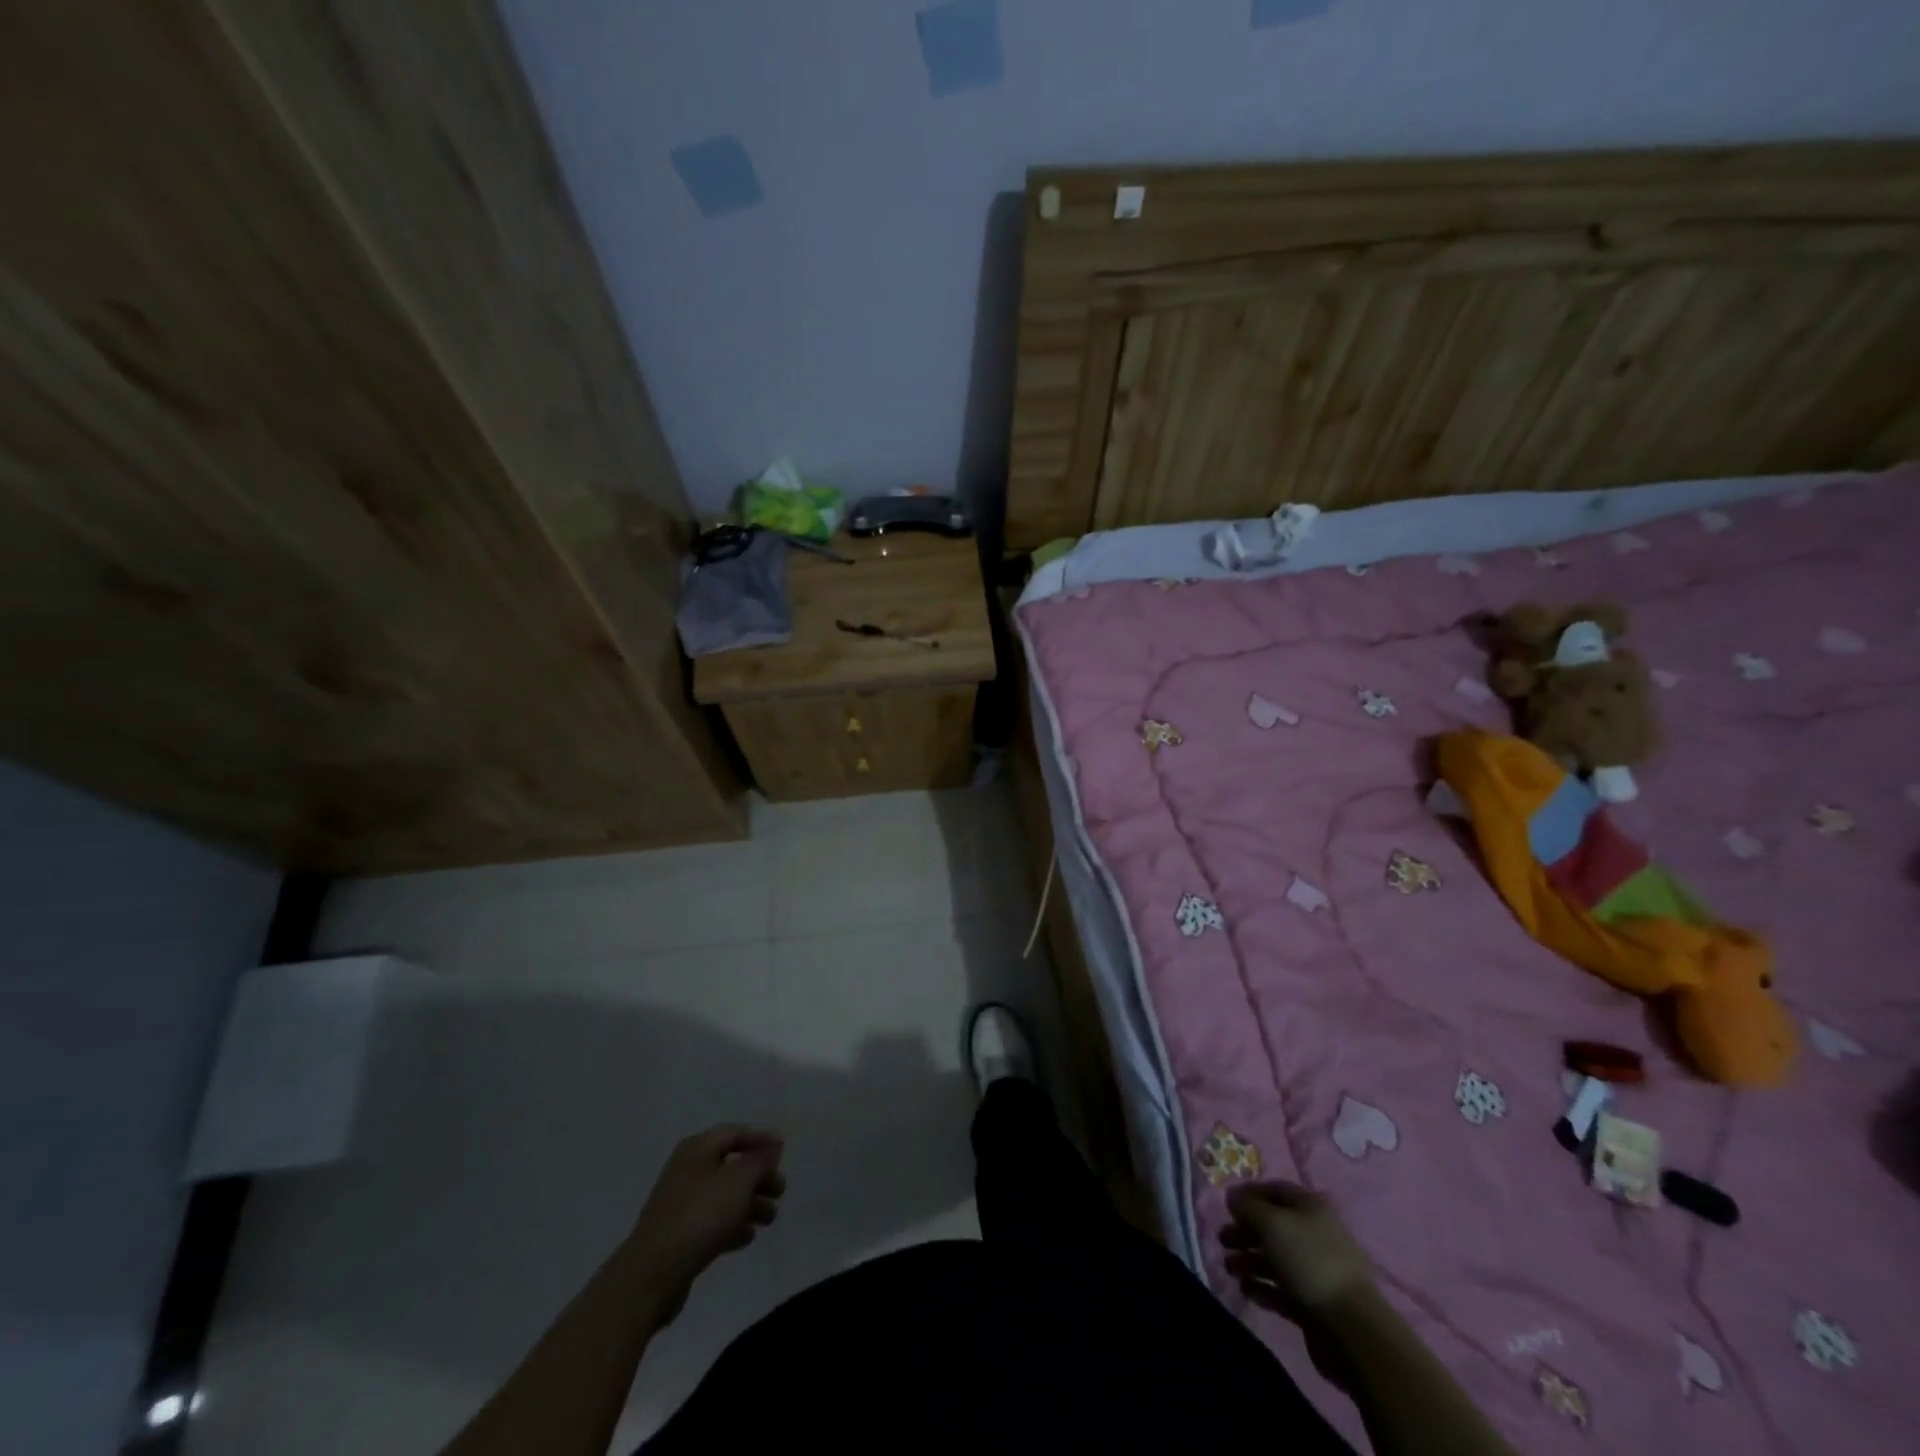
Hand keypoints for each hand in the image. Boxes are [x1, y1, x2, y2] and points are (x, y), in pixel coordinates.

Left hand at [625, 1126, 785, 1325]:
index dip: (760, 1138)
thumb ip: (760, 1160)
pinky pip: (713, 1222)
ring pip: (724, 1196)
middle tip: (780, 1190)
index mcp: (697, 1149)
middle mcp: (688, 1170)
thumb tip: (772, 1145)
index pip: (734, 1133)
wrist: (654, 1273)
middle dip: (759, 1176)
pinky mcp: (679, 1235)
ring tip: (770, 1219)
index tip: (784, 1149)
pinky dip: (732, 1225)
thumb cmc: (700, 1214)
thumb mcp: (739, 1180)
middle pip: (731, 1166)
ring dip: (750, 1204)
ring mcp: (681, 1204)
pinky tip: (748, 1237)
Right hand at [1221, 1181, 1374, 1324]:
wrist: (1351, 1328)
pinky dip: (1262, 1287)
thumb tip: (1232, 1195)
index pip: (1275, 1190)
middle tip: (1222, 1240)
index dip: (1249, 1194)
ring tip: (1229, 1267)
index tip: (1226, 1205)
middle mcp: (1314, 1235)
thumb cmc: (1309, 1261)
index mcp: (1311, 1208)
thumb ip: (1247, 1206)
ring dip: (1249, 1260)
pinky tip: (1246, 1289)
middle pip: (1273, 1226)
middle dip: (1245, 1231)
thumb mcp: (1272, 1223)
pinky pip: (1281, 1289)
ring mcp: (1315, 1271)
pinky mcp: (1313, 1304)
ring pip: (1275, 1259)